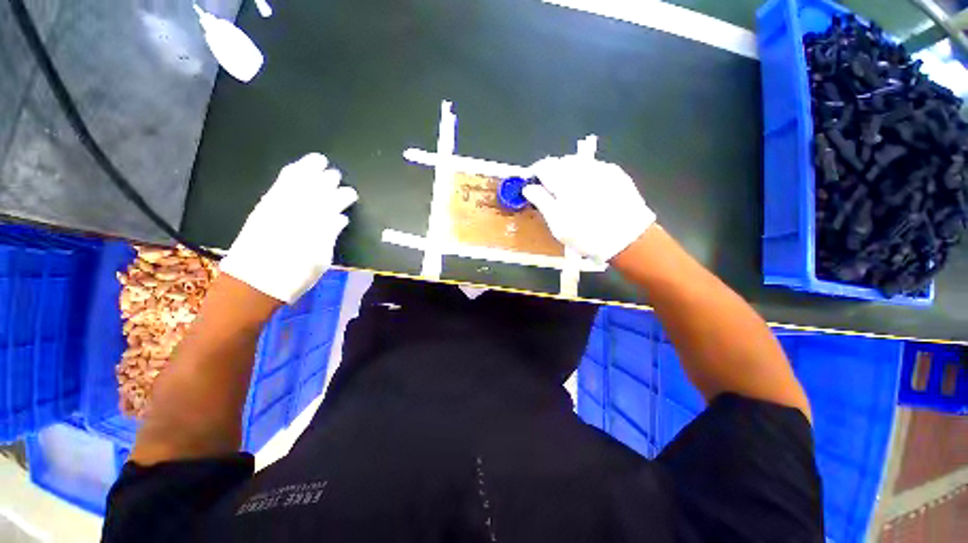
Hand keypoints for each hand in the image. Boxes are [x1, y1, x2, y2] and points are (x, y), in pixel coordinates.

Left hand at [219, 153, 357, 303]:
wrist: (254, 283)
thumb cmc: (295, 276)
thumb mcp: (321, 260)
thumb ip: (330, 235)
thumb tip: (340, 218)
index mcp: (316, 225)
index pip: (333, 203)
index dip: (344, 196)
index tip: (351, 194)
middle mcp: (298, 211)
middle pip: (316, 189)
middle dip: (327, 179)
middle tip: (336, 174)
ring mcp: (278, 207)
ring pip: (296, 182)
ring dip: (308, 169)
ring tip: (318, 160)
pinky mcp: (264, 207)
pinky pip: (278, 185)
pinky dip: (289, 175)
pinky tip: (295, 169)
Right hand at [523, 155, 655, 262]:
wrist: (628, 239)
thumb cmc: (586, 235)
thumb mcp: (557, 224)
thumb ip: (541, 201)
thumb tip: (528, 187)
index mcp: (566, 181)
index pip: (544, 166)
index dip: (535, 173)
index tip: (532, 185)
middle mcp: (583, 169)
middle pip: (560, 162)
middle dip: (552, 173)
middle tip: (549, 191)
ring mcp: (602, 168)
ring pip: (577, 163)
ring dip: (568, 173)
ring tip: (569, 192)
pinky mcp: (615, 173)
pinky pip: (593, 167)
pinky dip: (584, 175)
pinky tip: (588, 191)